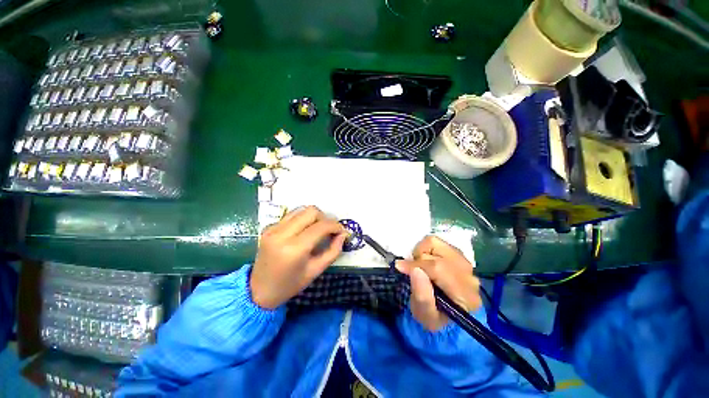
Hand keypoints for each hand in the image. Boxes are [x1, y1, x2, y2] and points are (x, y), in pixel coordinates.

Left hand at [250, 206, 346, 308]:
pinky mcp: (269, 227)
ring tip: (318, 229)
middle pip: (311, 211)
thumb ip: (333, 251)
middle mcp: (282, 234)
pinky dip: (303, 219)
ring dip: (314, 216)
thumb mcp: (316, 270)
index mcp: (295, 248)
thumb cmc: (290, 284)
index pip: (321, 226)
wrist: (259, 290)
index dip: (336, 226)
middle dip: (325, 218)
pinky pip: (292, 215)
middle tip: (330, 230)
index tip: (342, 231)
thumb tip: (343, 234)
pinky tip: (304, 230)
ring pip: (301, 209)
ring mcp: (273, 228)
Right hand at [396, 236, 481, 330]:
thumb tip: (415, 269)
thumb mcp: (426, 317)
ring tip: (420, 266)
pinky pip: (436, 241)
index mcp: (466, 295)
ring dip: (421, 253)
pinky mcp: (457, 253)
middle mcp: (470, 275)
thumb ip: (422, 297)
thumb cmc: (435, 316)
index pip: (439, 269)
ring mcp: (465, 261)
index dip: (416, 265)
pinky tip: (426, 261)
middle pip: (437, 254)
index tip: (399, 267)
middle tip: (412, 272)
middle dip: (418, 261)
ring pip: (435, 243)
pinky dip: (425, 248)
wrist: (447, 312)